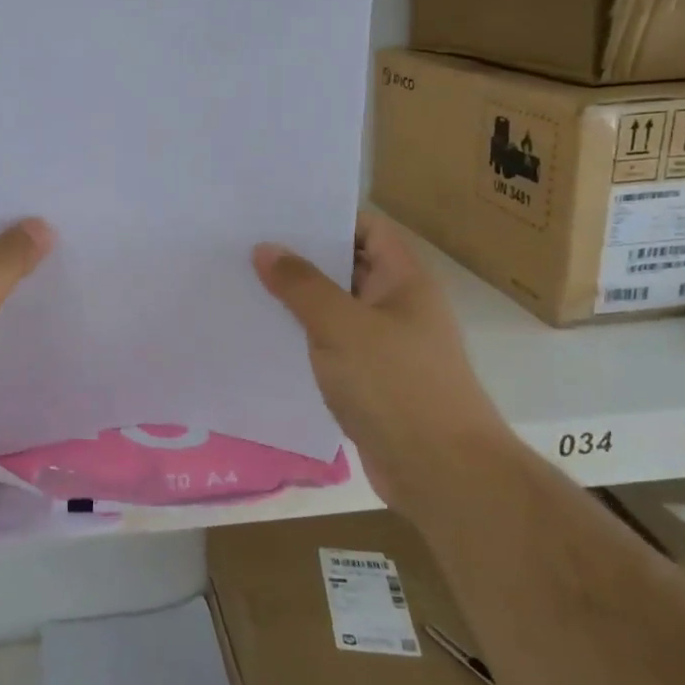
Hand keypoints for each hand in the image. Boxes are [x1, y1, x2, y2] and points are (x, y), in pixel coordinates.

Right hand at [254, 208, 506, 512]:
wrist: (440, 472)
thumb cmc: (396, 385)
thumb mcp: (341, 326)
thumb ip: (301, 284)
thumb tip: (265, 247)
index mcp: (404, 279)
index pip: (366, 228)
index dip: (326, 215)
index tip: (276, 212)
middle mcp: (398, 305)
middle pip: (347, 266)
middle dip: (301, 257)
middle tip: (245, 244)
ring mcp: (386, 345)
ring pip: (335, 310)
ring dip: (298, 301)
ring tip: (243, 284)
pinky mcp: (372, 381)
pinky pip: (332, 347)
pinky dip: (304, 339)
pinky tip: (264, 337)